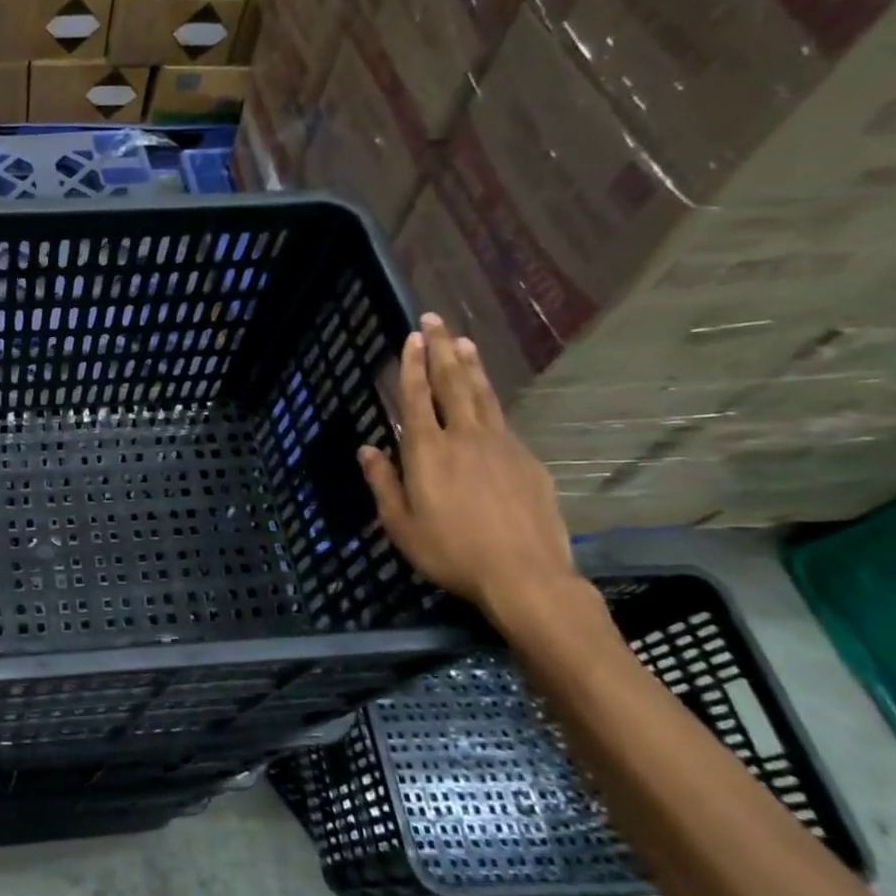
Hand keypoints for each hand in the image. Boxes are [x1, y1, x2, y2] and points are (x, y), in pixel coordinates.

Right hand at [357, 313, 576, 621]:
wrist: (524, 576)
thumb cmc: (450, 552)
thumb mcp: (400, 524)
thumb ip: (383, 483)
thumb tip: (368, 449)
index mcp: (427, 452)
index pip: (416, 397)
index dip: (411, 365)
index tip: (411, 336)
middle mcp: (464, 437)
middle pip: (452, 382)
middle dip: (441, 348)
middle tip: (436, 319)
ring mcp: (501, 445)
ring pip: (483, 394)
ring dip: (471, 365)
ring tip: (464, 341)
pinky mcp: (527, 460)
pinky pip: (503, 421)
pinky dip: (490, 400)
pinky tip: (486, 398)